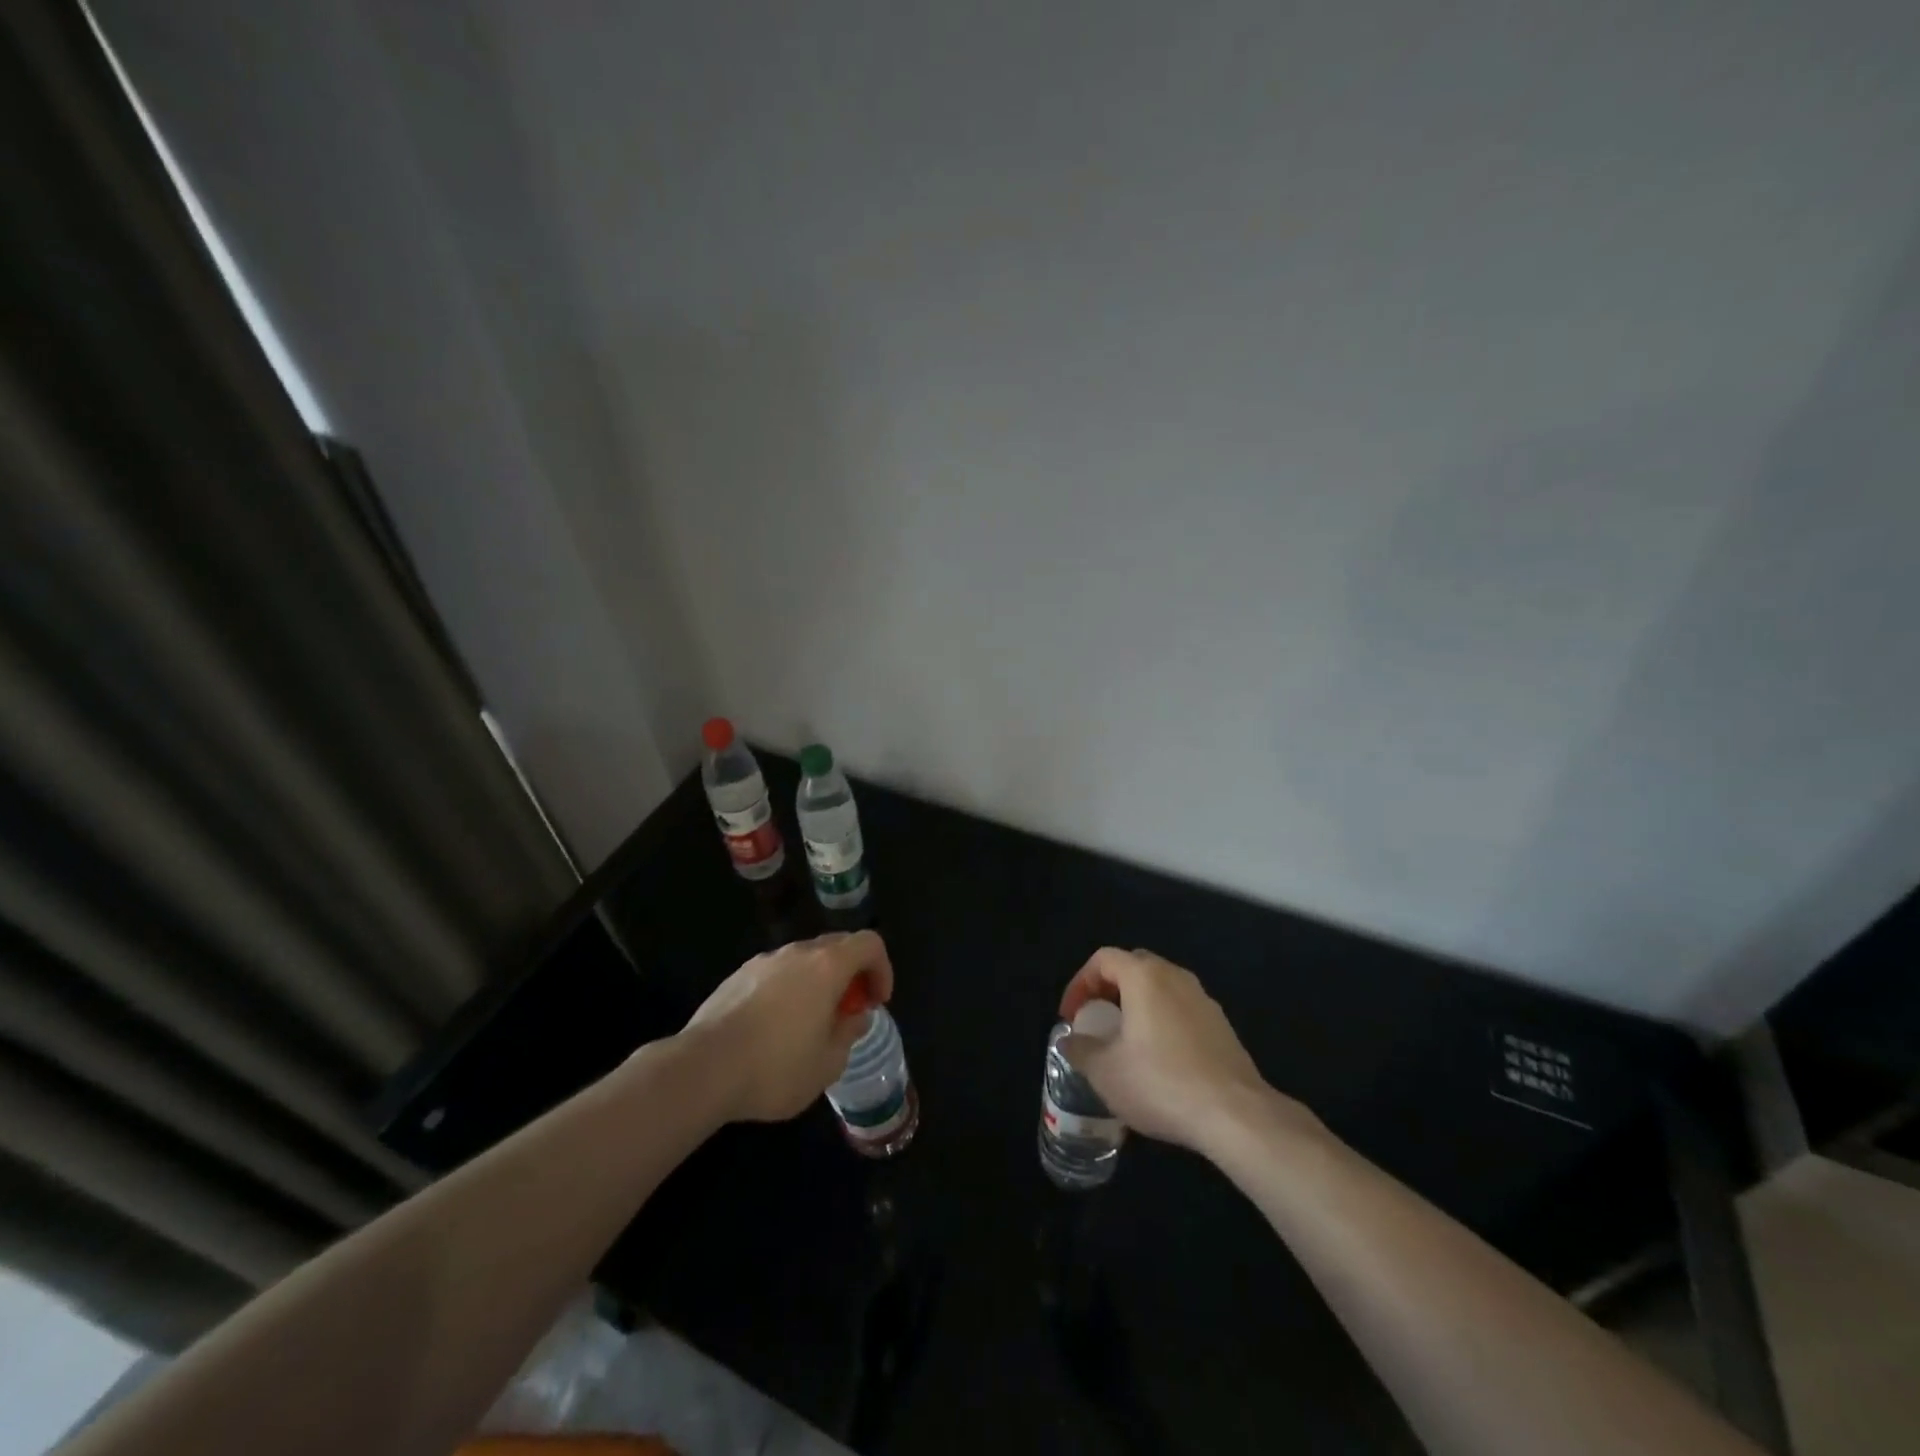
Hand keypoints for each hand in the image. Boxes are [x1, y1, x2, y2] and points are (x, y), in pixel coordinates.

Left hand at [684, 930, 894, 1122]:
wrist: (702, 1069)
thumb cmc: (775, 1068)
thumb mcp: (828, 1064)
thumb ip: (848, 1033)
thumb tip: (854, 1017)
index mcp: (827, 966)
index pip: (870, 943)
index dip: (882, 968)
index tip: (875, 1002)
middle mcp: (797, 953)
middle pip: (837, 946)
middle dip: (851, 974)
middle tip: (848, 1012)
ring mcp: (763, 961)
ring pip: (803, 960)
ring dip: (818, 982)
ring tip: (810, 1024)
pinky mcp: (736, 976)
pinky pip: (775, 974)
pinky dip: (788, 990)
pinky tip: (773, 1029)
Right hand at [1059, 947, 1308, 1154]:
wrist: (1236, 1115)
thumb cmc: (1161, 1083)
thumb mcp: (1105, 1072)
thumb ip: (1080, 1050)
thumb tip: (1068, 1041)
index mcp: (1145, 977)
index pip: (1103, 959)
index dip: (1079, 983)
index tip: (1071, 1017)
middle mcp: (1176, 977)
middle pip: (1134, 967)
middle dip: (1108, 989)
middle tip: (1095, 1020)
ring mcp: (1204, 1000)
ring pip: (1161, 988)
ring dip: (1137, 1006)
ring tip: (1124, 1041)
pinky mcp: (1222, 1026)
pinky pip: (1181, 1010)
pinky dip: (1161, 1022)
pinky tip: (1158, 1061)